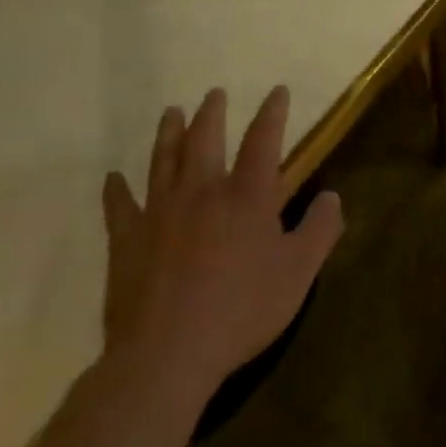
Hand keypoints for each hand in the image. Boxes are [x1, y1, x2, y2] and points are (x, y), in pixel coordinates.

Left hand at [99, 87, 342, 407]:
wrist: (167, 356)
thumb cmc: (241, 310)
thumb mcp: (298, 272)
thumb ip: (320, 229)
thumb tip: (333, 195)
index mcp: (247, 195)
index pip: (264, 140)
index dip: (272, 112)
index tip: (277, 91)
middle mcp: (202, 192)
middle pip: (205, 139)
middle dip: (212, 113)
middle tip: (214, 94)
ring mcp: (160, 213)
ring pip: (163, 161)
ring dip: (168, 133)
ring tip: (171, 112)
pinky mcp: (127, 241)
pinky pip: (120, 208)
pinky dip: (116, 190)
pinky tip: (112, 178)